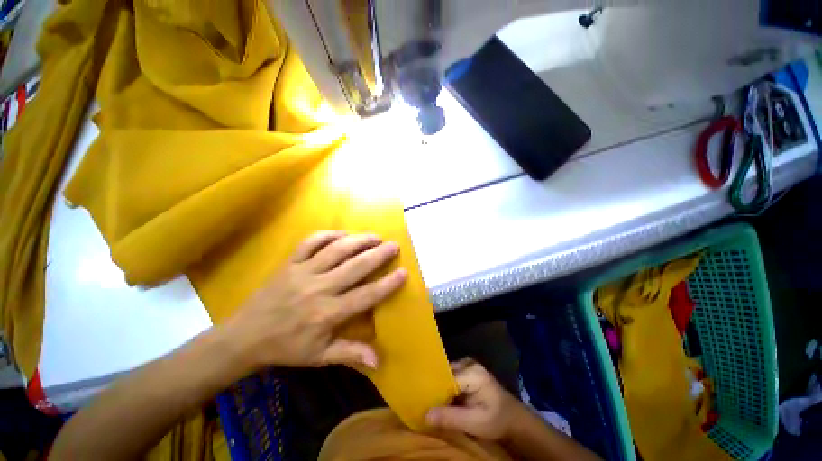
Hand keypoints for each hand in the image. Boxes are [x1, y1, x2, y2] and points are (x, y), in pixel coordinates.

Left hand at [224, 231, 406, 369]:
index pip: (365, 295)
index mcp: (327, 313)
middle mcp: (319, 288)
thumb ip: (350, 354)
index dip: (387, 284)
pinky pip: (311, 242)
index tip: (404, 272)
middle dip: (378, 254)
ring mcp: (303, 271)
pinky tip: (343, 234)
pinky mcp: (290, 262)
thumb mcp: (318, 356)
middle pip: (355, 266)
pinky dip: (329, 235)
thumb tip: (379, 360)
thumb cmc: (286, 348)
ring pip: (336, 249)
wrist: (245, 337)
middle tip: (394, 246)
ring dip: (359, 240)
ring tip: (375, 236)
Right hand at [426, 358, 525, 440]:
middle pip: (445, 372)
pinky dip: (445, 387)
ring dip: (439, 387)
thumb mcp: (474, 423)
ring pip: (446, 374)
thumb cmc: (496, 421)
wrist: (514, 420)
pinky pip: (451, 376)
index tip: (421, 400)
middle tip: (422, 401)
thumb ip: (451, 418)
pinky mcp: (468, 371)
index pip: (445, 376)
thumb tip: (425, 414)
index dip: (433, 388)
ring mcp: (469, 365)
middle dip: (434, 386)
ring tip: (427, 400)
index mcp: (472, 372)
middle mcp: (468, 363)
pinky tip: (440, 398)